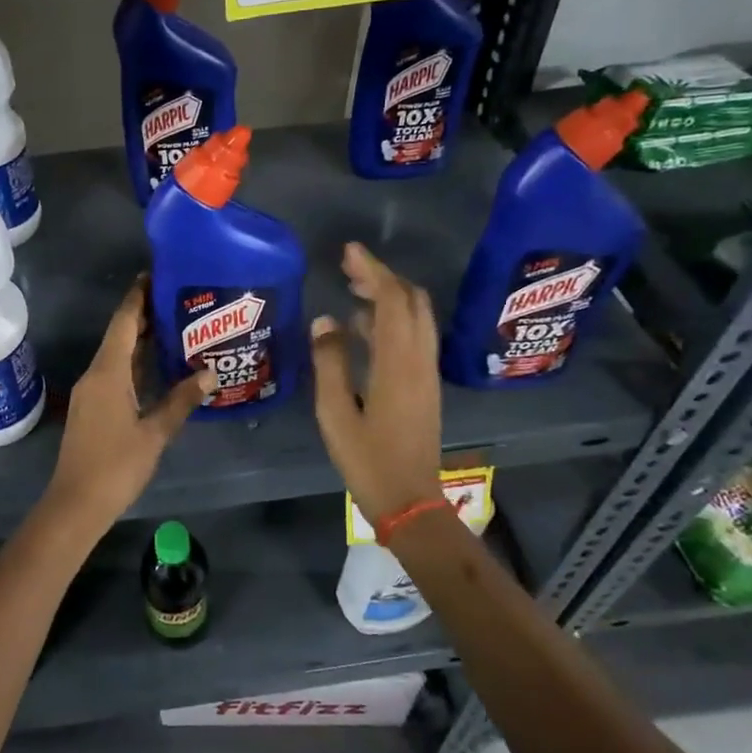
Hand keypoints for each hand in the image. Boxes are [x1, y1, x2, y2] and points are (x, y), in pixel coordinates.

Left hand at [40, 280, 214, 533]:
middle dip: (144, 315)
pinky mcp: (92, 407)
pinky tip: (157, 365)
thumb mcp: (155, 433)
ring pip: (116, 354)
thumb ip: (181, 400)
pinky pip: (114, 372)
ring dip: (140, 339)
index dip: (138, 297)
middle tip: (177, 299)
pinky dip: (135, 362)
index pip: (124, 323)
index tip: (155, 275)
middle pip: (119, 335)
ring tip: (174, 325)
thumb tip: (210, 373)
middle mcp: (95, 374)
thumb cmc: (116, 466)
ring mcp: (91, 391)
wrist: (75, 504)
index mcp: (107, 372)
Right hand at [311, 242, 443, 526]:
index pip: (390, 300)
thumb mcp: (335, 412)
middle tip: (349, 267)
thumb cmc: (367, 459)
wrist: (411, 500)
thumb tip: (325, 320)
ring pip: (416, 317)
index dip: (371, 271)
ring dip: (389, 296)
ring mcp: (426, 372)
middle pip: (411, 301)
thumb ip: (329, 362)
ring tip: (352, 289)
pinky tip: (363, 327)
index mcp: (397, 363)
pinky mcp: (425, 384)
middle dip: (383, 277)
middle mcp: (419, 360)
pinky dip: (393, 318)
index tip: (349, 251)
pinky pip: (414, 336)